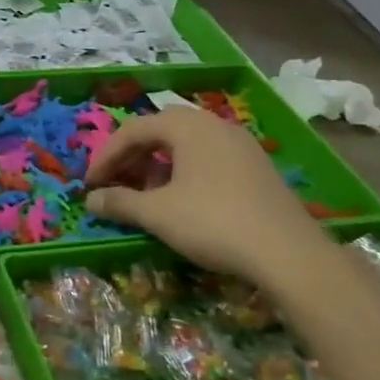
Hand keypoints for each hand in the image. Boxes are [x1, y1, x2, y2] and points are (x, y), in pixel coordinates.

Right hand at [84, 106, 331, 283]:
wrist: (290, 254)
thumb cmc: (213, 222)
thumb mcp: (157, 214)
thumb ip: (120, 203)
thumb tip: (90, 201)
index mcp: (188, 126)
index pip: (133, 130)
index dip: (105, 156)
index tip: (90, 184)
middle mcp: (215, 125)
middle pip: (160, 131)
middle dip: (132, 156)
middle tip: (114, 182)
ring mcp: (241, 145)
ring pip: (186, 145)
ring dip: (157, 165)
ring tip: (144, 193)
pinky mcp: (257, 168)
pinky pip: (208, 158)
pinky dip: (184, 173)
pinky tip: (181, 201)